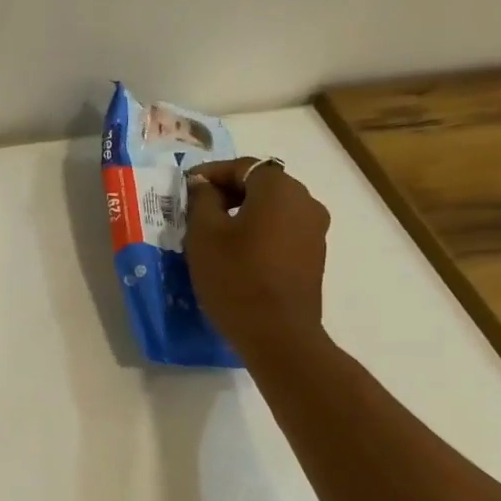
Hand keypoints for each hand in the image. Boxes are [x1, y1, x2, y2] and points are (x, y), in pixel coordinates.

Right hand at [185, 157, 330, 358]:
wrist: (278, 334)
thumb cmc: (235, 277)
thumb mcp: (204, 235)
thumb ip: (202, 201)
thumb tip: (204, 186)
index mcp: (279, 189)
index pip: (242, 166)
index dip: (210, 173)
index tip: (185, 188)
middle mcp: (305, 201)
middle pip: (261, 184)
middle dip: (228, 192)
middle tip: (195, 210)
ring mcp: (315, 230)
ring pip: (273, 209)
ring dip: (243, 214)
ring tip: (213, 234)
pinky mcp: (314, 255)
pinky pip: (282, 231)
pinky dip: (258, 232)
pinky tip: (236, 253)